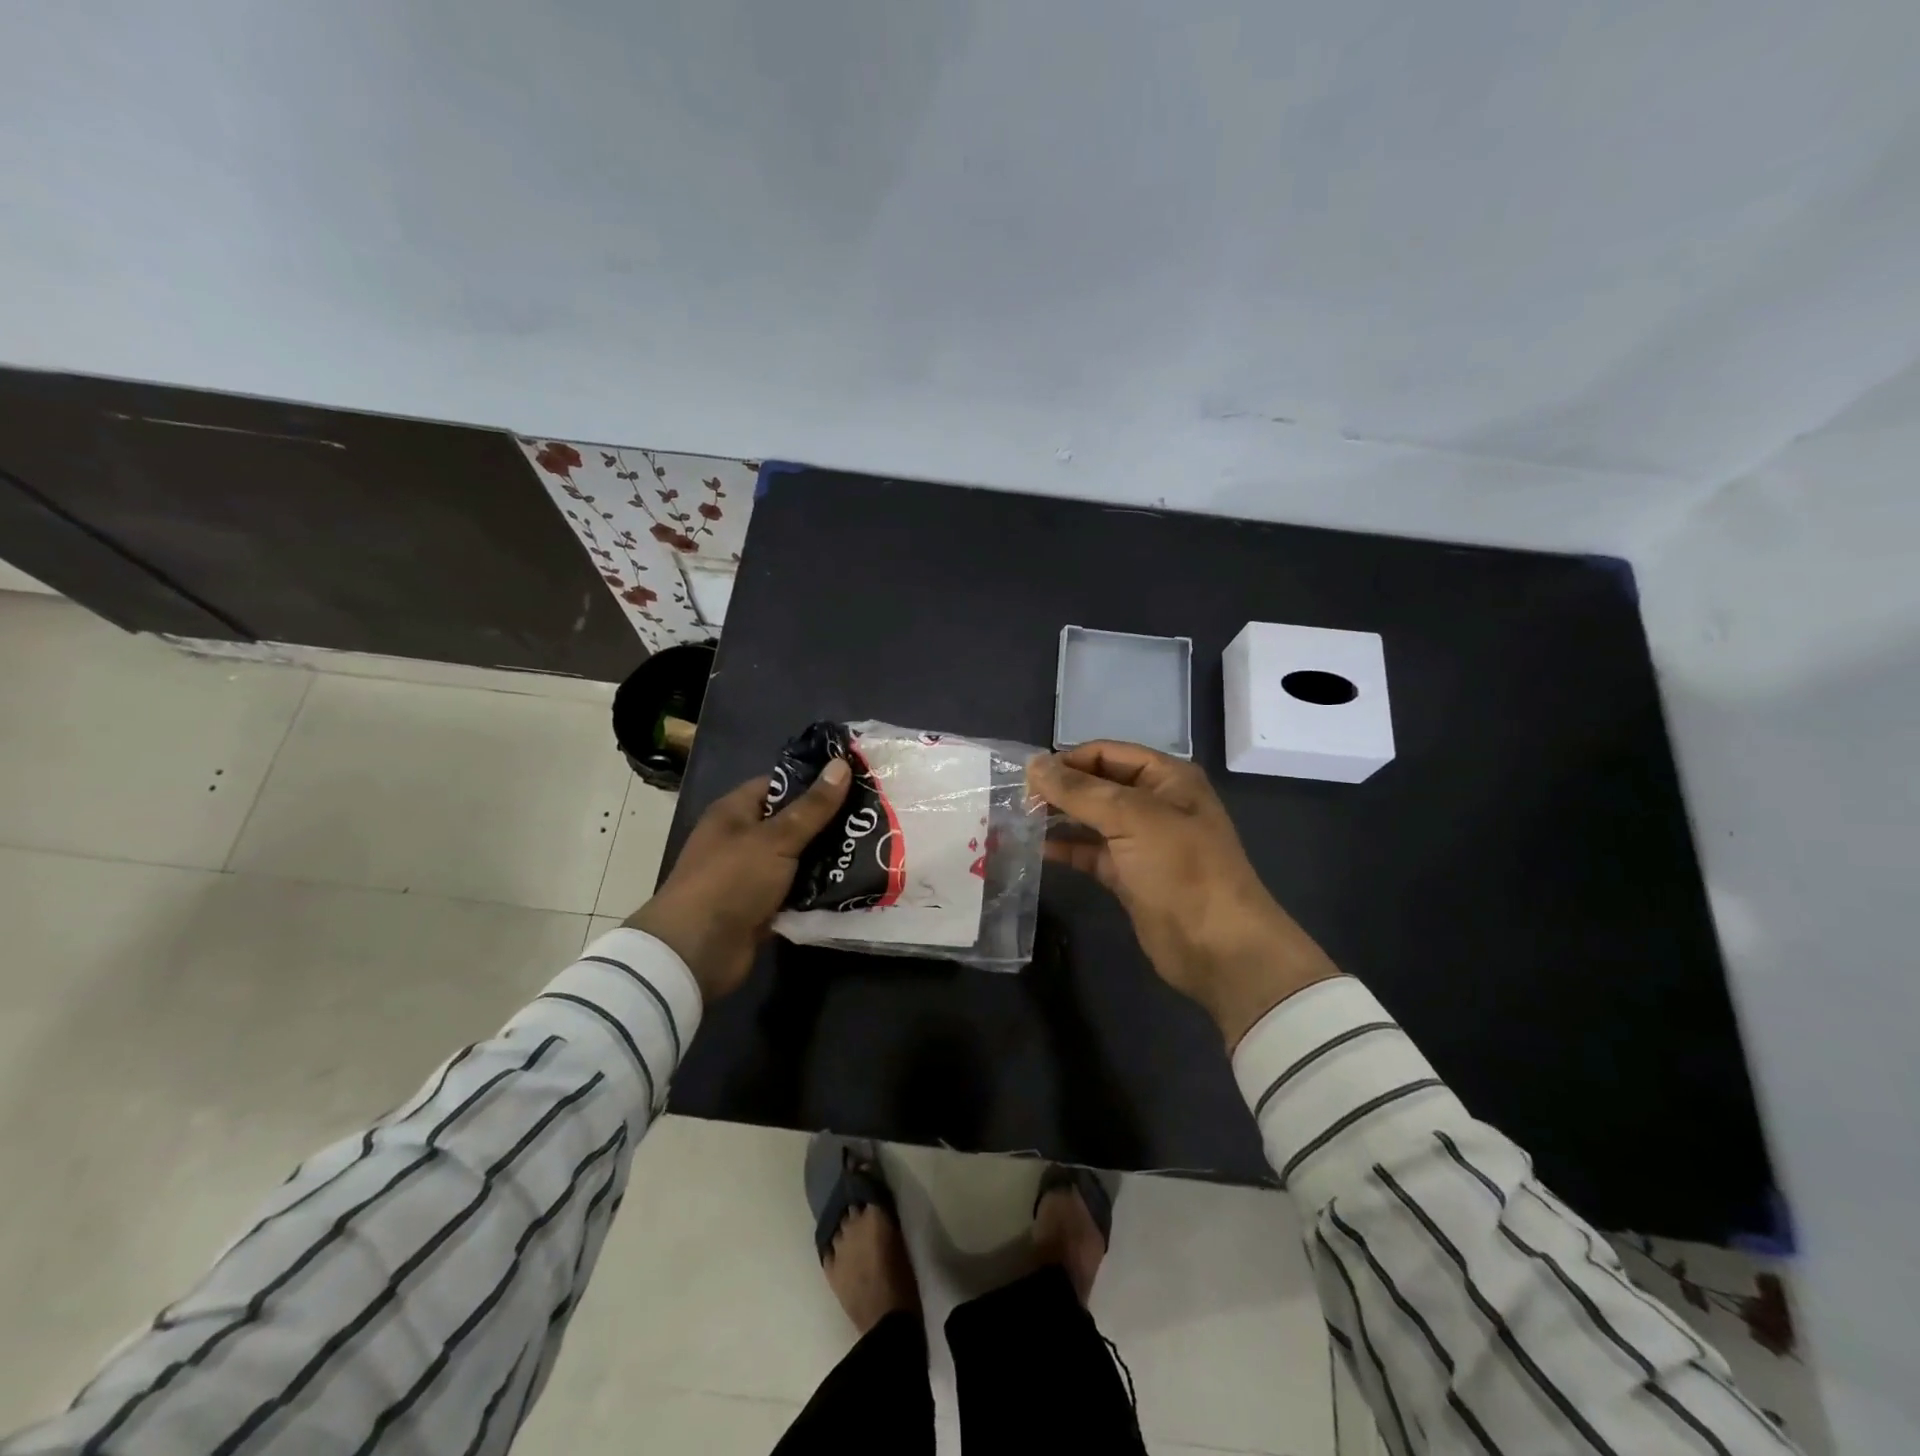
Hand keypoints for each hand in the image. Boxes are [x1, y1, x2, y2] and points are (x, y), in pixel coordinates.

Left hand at [628, 760, 850, 1001]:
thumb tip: (841, 764)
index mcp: (736, 812)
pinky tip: (855, 881)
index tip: (853, 780)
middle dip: (829, 822)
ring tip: (874, 847)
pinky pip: (798, 890)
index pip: (779, 785)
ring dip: (829, 857)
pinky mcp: (763, 906)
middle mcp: (743, 839)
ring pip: (799, 858)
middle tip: (873, 816)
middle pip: (793, 822)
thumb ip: (812, 807)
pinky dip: (820, 888)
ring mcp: (753, 874)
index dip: (813, 781)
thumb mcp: (776, 839)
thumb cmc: (731, 881)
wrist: (697, 952)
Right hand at [1029, 741, 1341, 1048]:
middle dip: (1060, 789)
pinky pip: (1090, 852)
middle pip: (1097, 785)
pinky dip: (1066, 848)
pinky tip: (1036, 848)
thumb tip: (1034, 764)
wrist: (1218, 947)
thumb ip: (1080, 791)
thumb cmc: (1182, 869)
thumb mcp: (1132, 818)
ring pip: (1091, 819)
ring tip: (1017, 820)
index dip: (1068, 761)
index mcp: (1166, 778)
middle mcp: (1154, 803)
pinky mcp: (1128, 875)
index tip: (1027, 776)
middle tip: (1016, 799)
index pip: (1107, 753)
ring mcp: (1141, 841)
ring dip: (1058, 818)